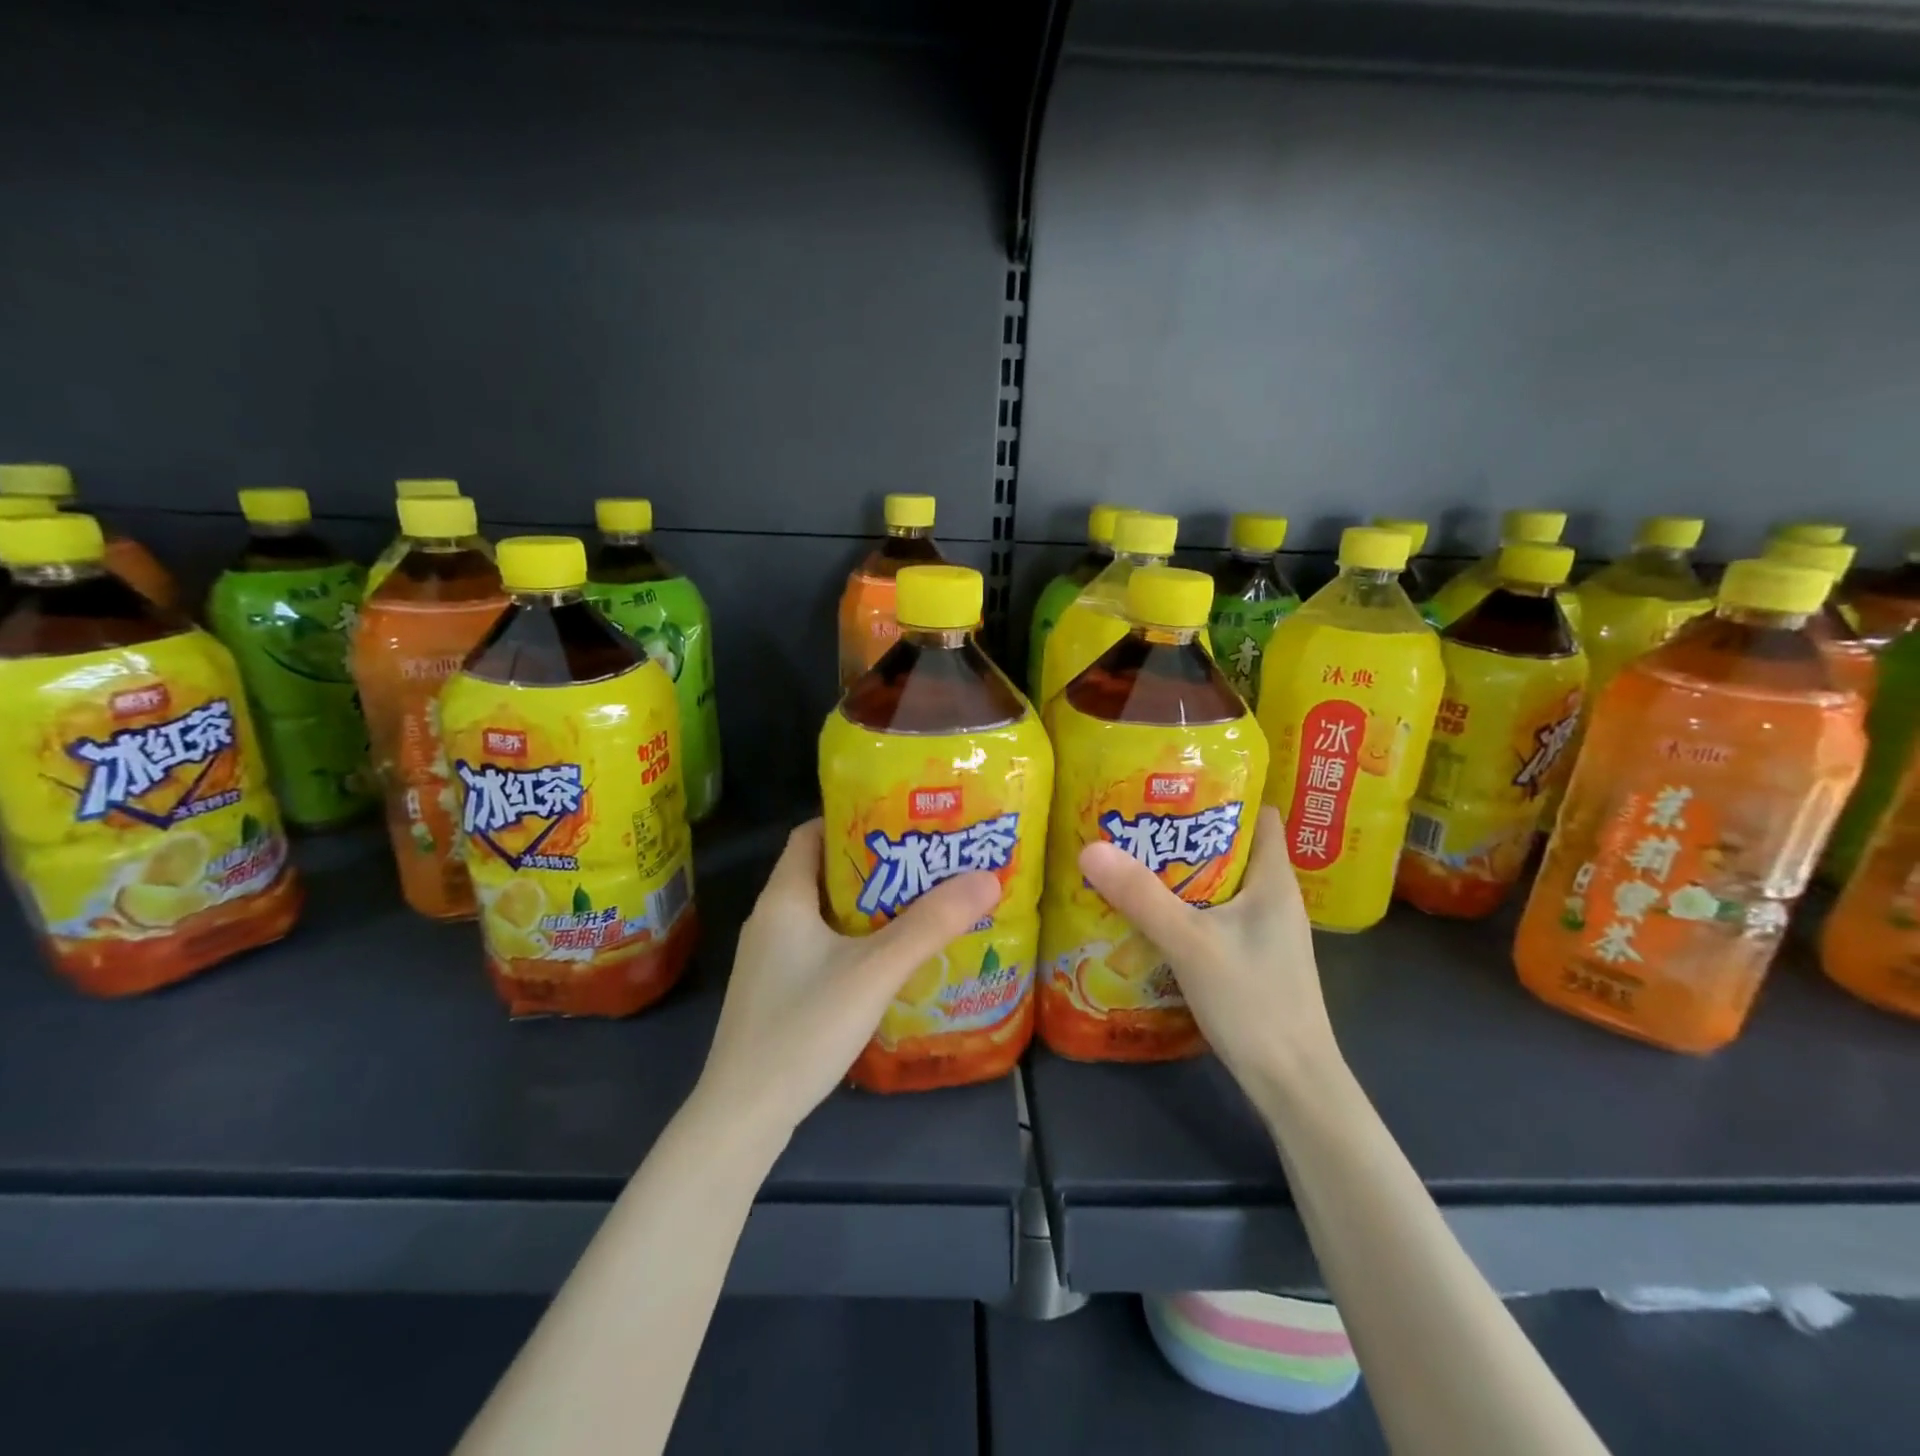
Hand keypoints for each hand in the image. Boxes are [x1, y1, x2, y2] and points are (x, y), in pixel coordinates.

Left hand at [695, 819, 1002, 1143]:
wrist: (743, 1117)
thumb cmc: (803, 1028)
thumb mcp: (874, 971)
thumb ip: (930, 925)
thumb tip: (987, 878)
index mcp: (783, 898)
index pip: (811, 833)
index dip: (852, 818)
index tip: (901, 820)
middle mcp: (770, 920)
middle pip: (822, 871)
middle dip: (873, 863)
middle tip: (925, 861)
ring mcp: (770, 959)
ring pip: (823, 913)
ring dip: (866, 904)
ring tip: (918, 902)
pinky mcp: (776, 991)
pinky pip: (819, 945)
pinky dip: (853, 939)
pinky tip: (888, 958)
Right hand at [1077, 805, 1338, 1097]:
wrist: (1292, 1084)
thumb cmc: (1253, 1001)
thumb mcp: (1190, 943)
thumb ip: (1141, 896)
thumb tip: (1091, 847)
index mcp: (1274, 880)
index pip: (1259, 815)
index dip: (1224, 794)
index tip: (1174, 785)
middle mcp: (1274, 899)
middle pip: (1232, 847)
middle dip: (1186, 832)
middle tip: (1135, 821)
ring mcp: (1264, 932)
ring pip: (1220, 885)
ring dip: (1182, 873)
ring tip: (1132, 860)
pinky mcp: (1252, 959)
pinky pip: (1215, 916)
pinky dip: (1186, 907)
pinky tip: (1150, 915)